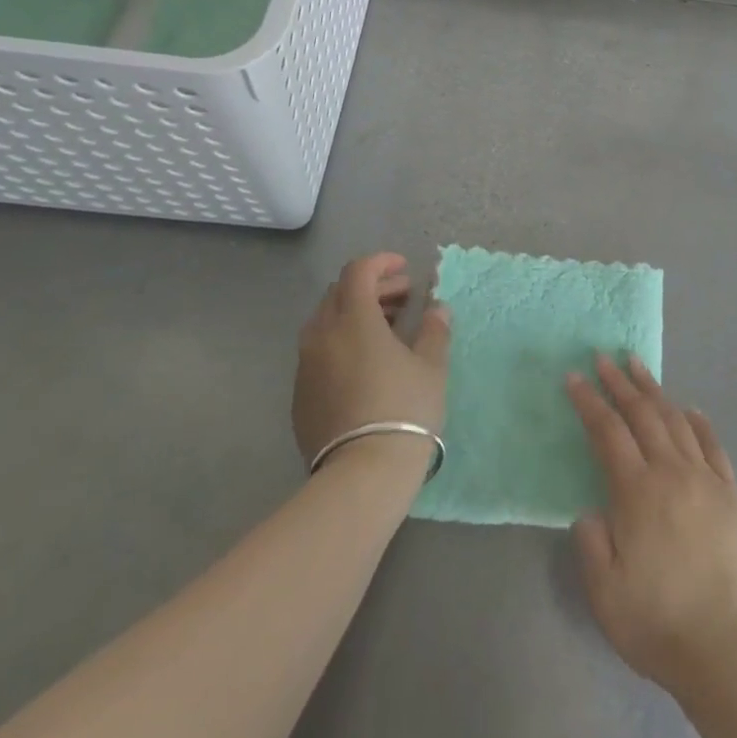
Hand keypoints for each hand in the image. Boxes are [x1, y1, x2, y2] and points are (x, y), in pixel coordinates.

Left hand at [293, 253, 450, 475]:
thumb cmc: (404, 409)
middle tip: (402, 299)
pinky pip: (318, 352)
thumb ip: (434, 330)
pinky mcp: (299, 395)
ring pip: (325, 322)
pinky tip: (364, 364)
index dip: (381, 263)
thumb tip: (437, 308)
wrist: (362, 474)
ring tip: (386, 329)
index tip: (405, 270)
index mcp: (354, 319)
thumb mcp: (431, 367)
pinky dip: (341, 342)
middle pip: (340, 293)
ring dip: (355, 314)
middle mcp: (322, 335)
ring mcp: (306, 366)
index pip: (358, 271)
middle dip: (371, 287)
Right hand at [566, 354, 736, 697]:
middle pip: (642, 414)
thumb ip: (590, 540)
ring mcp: (705, 479)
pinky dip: (698, 421)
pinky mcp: (729, 494)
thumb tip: (592, 510)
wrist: (722, 647)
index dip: (589, 401)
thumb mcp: (603, 589)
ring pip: (676, 420)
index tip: (574, 377)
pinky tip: (689, 408)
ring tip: (638, 367)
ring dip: (655, 390)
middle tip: (603, 357)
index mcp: (637, 491)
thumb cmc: (655, 620)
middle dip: (619, 382)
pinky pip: (713, 445)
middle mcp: (671, 473)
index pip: (608, 431)